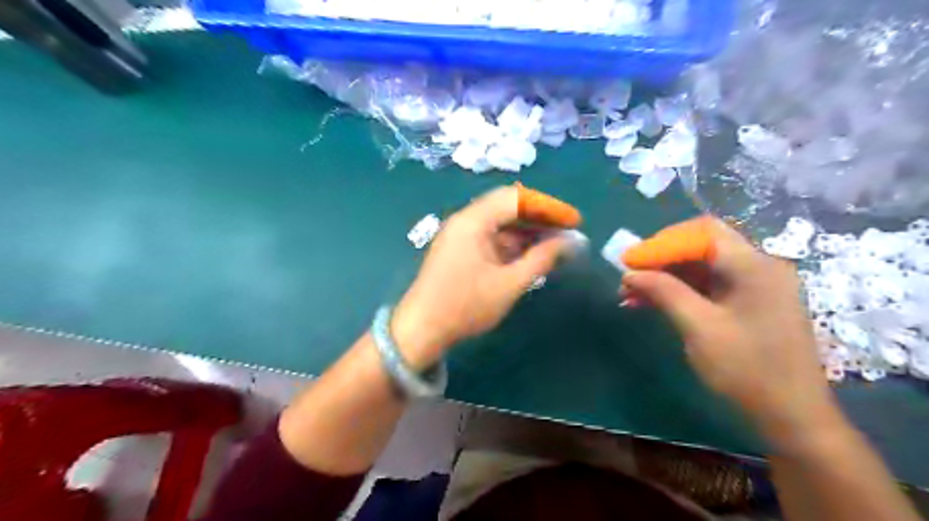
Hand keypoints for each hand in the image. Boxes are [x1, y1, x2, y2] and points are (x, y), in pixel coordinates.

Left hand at [388, 184, 569, 368]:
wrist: (421, 329)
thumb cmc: (465, 306)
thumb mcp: (509, 284)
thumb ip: (542, 259)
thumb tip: (571, 242)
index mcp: (473, 220)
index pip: (517, 198)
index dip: (549, 207)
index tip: (575, 221)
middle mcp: (465, 220)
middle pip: (508, 207)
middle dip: (539, 217)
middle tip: (567, 232)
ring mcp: (460, 235)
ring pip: (500, 223)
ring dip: (527, 231)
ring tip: (555, 245)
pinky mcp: (460, 249)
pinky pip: (491, 237)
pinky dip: (513, 243)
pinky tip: (530, 255)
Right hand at [618, 218, 847, 448]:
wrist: (793, 418)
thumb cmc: (747, 369)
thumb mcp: (699, 327)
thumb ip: (664, 292)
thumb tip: (629, 273)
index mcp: (753, 266)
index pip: (702, 232)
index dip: (662, 242)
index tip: (630, 261)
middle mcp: (757, 267)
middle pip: (701, 247)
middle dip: (660, 260)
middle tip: (629, 278)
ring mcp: (755, 287)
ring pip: (701, 268)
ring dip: (665, 278)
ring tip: (631, 295)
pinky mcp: (749, 305)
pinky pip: (708, 287)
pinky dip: (679, 292)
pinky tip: (652, 304)